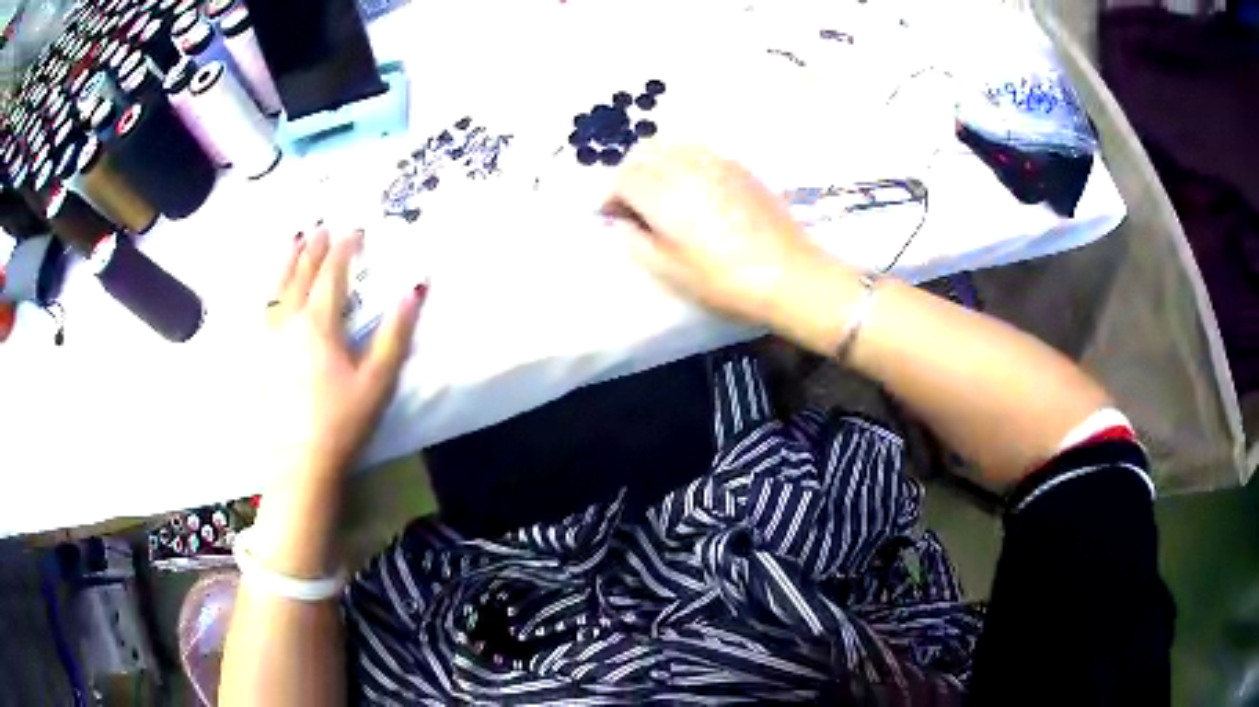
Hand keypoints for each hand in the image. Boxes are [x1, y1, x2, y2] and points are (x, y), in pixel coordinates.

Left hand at [264, 226, 424, 477]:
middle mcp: (289, 321)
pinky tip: (272, 291)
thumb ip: (395, 333)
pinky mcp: (258, 357)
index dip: (344, 249)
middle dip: (313, 248)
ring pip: (277, 288)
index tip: (355, 231)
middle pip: (301, 275)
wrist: (297, 463)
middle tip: (321, 227)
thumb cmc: (342, 422)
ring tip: (294, 241)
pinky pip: (263, 310)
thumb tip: (413, 290)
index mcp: (319, 323)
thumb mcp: (377, 381)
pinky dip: (271, 290)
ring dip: (287, 261)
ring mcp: (268, 338)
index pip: (332, 274)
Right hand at [604, 144, 822, 326]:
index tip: (611, 217)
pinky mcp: (739, 166)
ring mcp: (715, 161)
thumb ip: (635, 241)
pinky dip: (683, 162)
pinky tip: (693, 190)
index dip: (610, 196)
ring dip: (655, 164)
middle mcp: (685, 166)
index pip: (622, 177)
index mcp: (663, 193)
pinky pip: (698, 151)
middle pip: (643, 153)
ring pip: (671, 146)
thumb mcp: (669, 271)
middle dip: (629, 174)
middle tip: (631, 204)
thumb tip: (621, 222)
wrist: (788, 274)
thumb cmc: (723, 280)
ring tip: (660, 194)